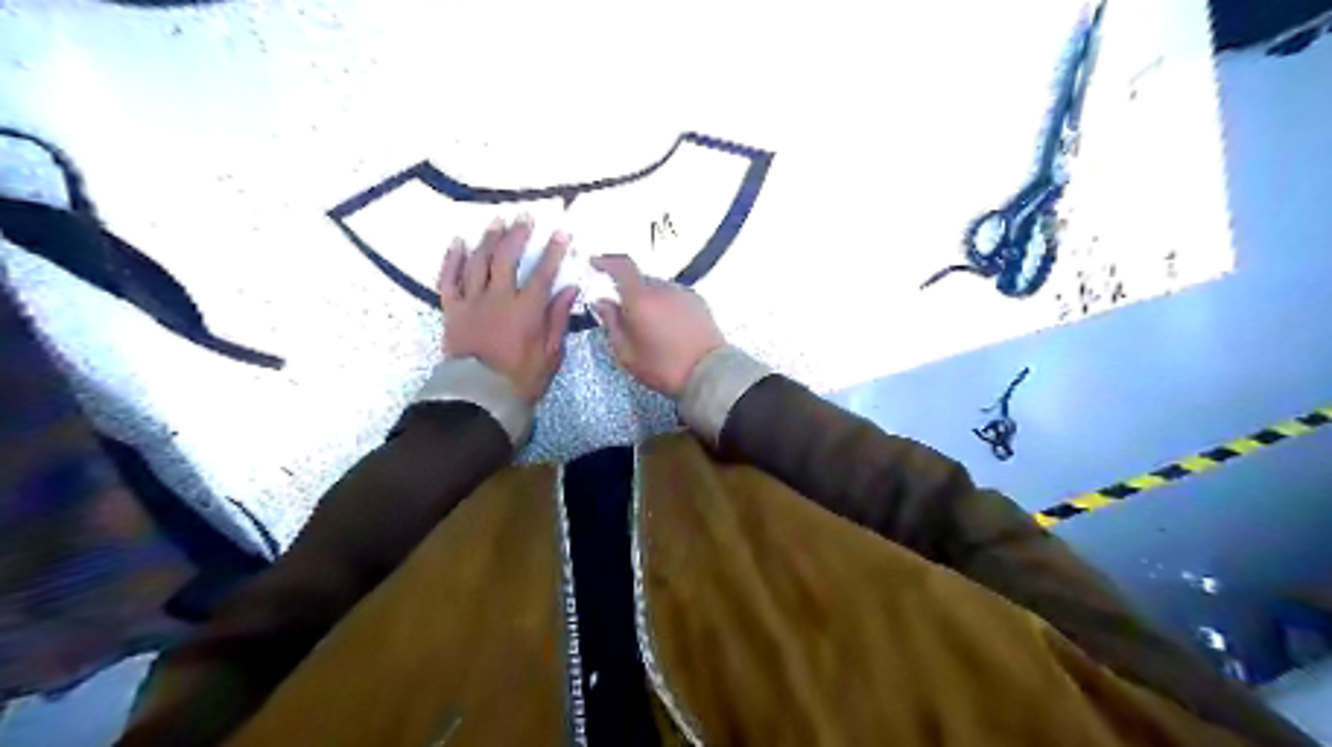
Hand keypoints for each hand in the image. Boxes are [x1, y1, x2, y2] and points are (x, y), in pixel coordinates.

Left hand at [442, 216, 577, 402]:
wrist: (479, 397)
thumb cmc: (521, 379)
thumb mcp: (551, 354)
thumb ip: (558, 318)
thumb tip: (569, 288)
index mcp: (526, 310)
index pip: (542, 273)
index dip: (553, 251)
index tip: (561, 232)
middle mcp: (498, 299)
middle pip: (507, 258)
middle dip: (517, 234)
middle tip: (524, 216)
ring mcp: (472, 302)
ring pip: (478, 262)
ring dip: (488, 239)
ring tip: (497, 221)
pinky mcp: (452, 310)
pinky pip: (448, 279)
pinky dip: (453, 259)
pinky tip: (459, 242)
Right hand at [591, 254, 724, 399]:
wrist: (708, 373)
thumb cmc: (662, 367)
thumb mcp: (626, 353)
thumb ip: (611, 323)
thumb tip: (602, 302)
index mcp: (641, 298)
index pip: (621, 266)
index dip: (606, 261)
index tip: (595, 263)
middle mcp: (663, 288)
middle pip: (639, 280)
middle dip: (628, 291)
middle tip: (623, 313)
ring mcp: (683, 293)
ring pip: (658, 288)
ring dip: (648, 299)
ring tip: (648, 325)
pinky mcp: (698, 302)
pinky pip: (674, 296)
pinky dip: (665, 304)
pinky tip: (666, 326)